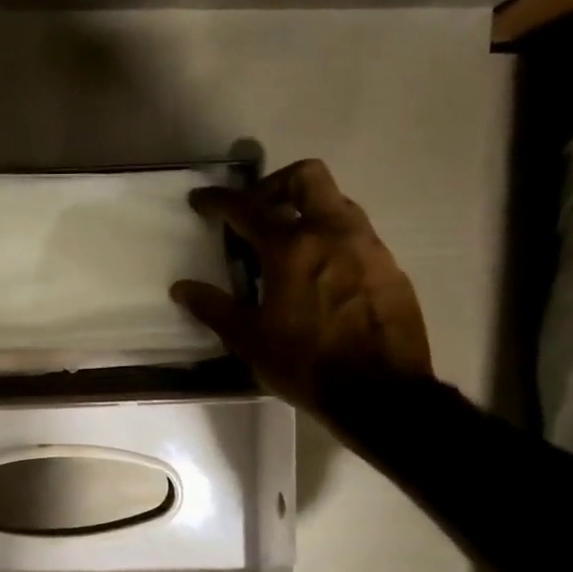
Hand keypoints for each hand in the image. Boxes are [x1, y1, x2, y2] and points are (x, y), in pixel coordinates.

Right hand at [171, 159, 431, 423]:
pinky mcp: (390, 267)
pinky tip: (321, 275)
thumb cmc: (306, 365)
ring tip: (288, 244)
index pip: (248, 208)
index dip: (219, 200)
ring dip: (307, 211)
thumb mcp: (249, 340)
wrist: (382, 394)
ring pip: (337, 203)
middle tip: (257, 211)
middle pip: (307, 177)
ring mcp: (368, 247)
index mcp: (291, 248)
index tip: (201, 200)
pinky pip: (357, 235)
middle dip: (276, 184)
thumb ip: (214, 308)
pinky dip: (332, 240)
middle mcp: (332, 233)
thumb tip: (182, 288)